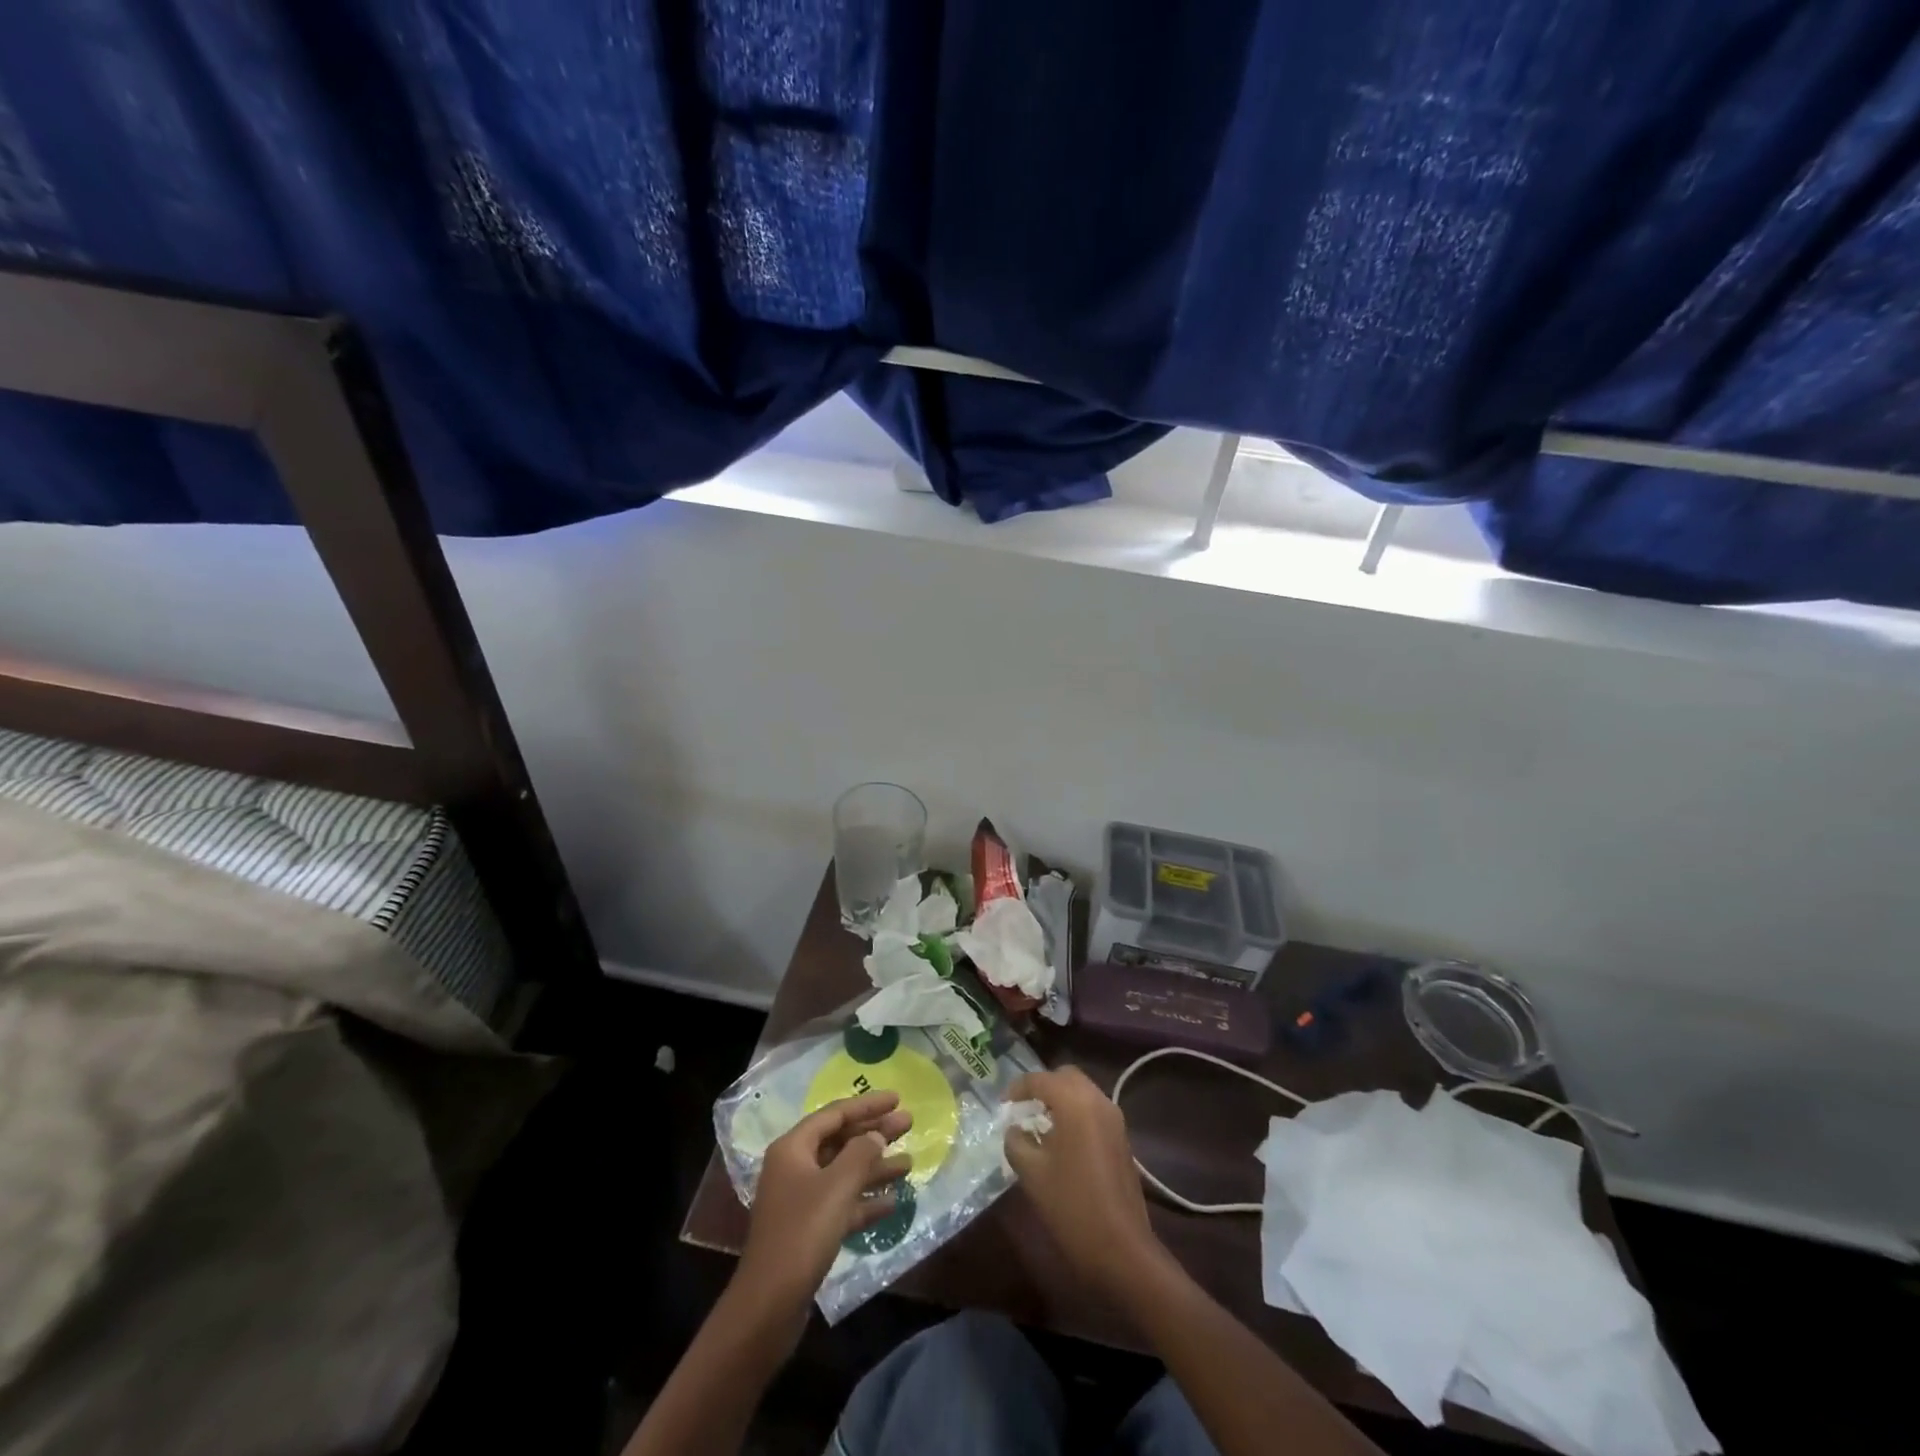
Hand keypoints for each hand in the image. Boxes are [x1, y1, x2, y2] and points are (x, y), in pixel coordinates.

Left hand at [736, 1091, 912, 1318]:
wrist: (768, 1306)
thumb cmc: (803, 1233)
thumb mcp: (837, 1187)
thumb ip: (861, 1154)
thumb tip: (876, 1135)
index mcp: (793, 1148)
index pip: (835, 1114)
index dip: (867, 1105)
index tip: (897, 1098)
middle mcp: (794, 1167)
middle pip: (840, 1140)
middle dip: (874, 1133)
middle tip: (908, 1125)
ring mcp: (800, 1199)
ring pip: (844, 1173)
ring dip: (875, 1168)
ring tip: (910, 1163)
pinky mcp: (808, 1230)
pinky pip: (842, 1203)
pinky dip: (864, 1200)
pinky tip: (892, 1202)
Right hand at [1003, 1066, 1165, 1297]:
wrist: (1121, 1248)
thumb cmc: (1071, 1205)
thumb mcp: (1031, 1173)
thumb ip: (1016, 1142)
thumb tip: (1015, 1130)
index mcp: (1075, 1103)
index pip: (1040, 1079)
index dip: (1018, 1088)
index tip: (1002, 1104)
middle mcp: (1098, 1101)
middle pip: (1066, 1077)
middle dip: (1042, 1086)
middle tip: (1023, 1107)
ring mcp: (1115, 1119)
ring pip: (1083, 1092)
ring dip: (1061, 1099)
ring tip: (1039, 1124)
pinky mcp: (1122, 1139)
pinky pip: (1094, 1110)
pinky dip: (1075, 1113)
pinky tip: (1061, 1141)